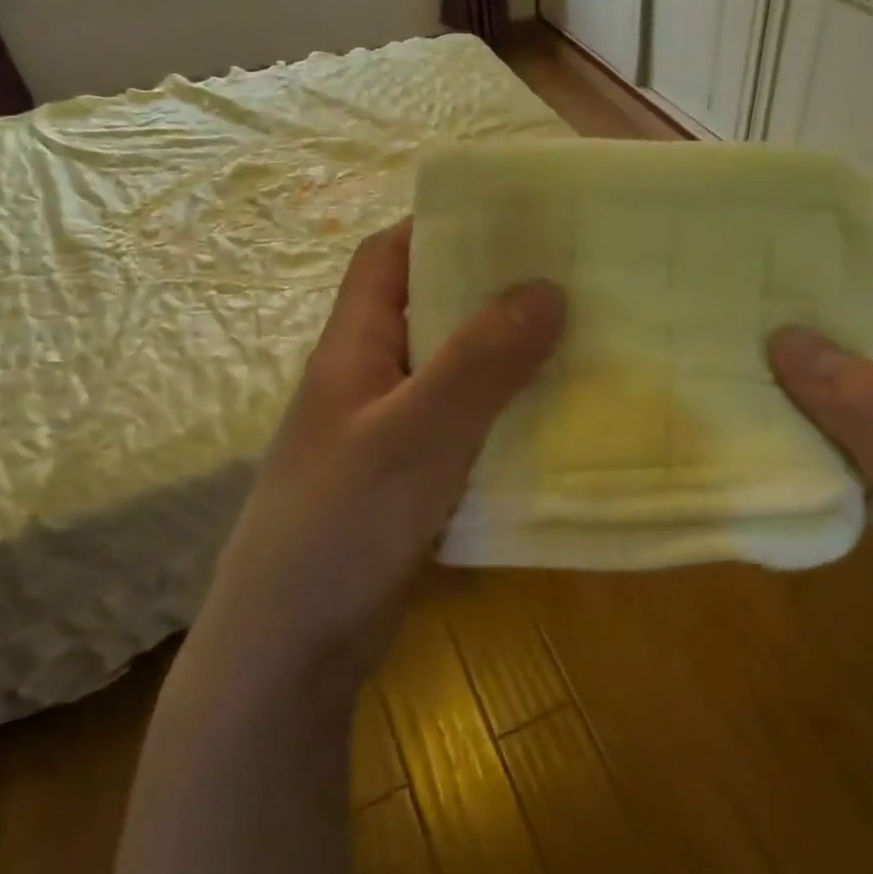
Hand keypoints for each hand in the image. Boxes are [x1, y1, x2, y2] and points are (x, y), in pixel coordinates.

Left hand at [191, 219, 565, 693]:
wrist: (292, 652)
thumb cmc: (340, 528)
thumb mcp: (413, 436)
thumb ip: (478, 363)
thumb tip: (548, 288)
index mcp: (353, 349)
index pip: (387, 258)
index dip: (440, 227)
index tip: (514, 221)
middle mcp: (370, 381)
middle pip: (432, 312)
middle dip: (493, 292)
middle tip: (571, 278)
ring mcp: (391, 435)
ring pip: (457, 373)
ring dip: (508, 357)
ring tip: (581, 340)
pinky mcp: (413, 481)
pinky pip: (468, 428)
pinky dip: (507, 415)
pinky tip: (555, 421)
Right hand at [768, 226, 872, 631]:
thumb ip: (864, 406)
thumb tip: (784, 338)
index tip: (832, 216)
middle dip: (827, 303)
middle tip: (757, 281)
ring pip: (852, 390)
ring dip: (807, 364)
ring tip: (744, 340)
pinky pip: (840, 440)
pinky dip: (806, 424)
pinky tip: (766, 421)